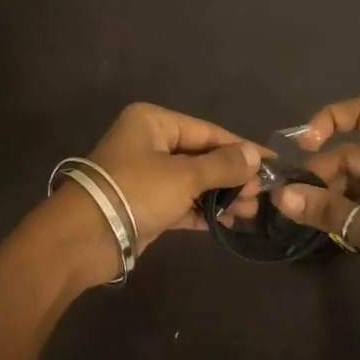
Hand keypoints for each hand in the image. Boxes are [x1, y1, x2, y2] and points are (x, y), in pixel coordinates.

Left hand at [50, 104, 263, 282]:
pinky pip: (182, 203)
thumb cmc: (136, 192)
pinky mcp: (147, 205)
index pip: (208, 132)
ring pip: (194, 181)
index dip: (242, 148)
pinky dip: (203, 211)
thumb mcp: (184, 175)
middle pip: (202, 156)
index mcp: (154, 122)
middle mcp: (150, 143)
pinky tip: (229, 221)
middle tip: (261, 195)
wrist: (85, 237)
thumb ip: (223, 165)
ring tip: (250, 210)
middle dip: (233, 176)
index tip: (273, 165)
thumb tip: (256, 155)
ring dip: (222, 195)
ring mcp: (147, 176)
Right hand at [272, 96, 359, 332]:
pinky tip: (322, 230)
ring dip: (328, 197)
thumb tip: (280, 195)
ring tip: (301, 219)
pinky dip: (342, 212)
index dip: (330, 119)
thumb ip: (327, 211)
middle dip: (319, 175)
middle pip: (351, 154)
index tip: (301, 147)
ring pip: (353, 181)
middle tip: (290, 203)